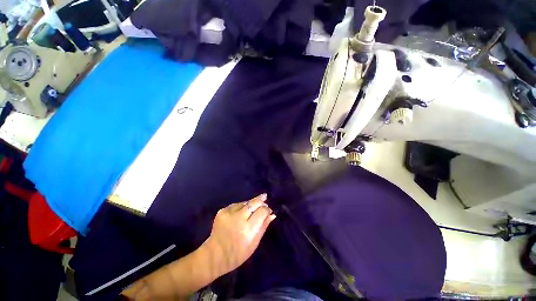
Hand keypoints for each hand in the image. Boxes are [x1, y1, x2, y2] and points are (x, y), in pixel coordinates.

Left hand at [202, 194, 275, 276]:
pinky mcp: (222, 211)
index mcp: (248, 229)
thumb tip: (272, 214)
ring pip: (245, 202)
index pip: (262, 211)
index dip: (267, 209)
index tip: (269, 210)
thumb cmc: (238, 254)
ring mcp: (229, 213)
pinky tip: (242, 212)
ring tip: (253, 208)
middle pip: (253, 203)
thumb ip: (264, 226)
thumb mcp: (254, 243)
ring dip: (251, 204)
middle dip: (261, 200)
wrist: (214, 255)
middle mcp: (238, 218)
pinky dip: (241, 207)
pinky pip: (236, 205)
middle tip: (265, 197)